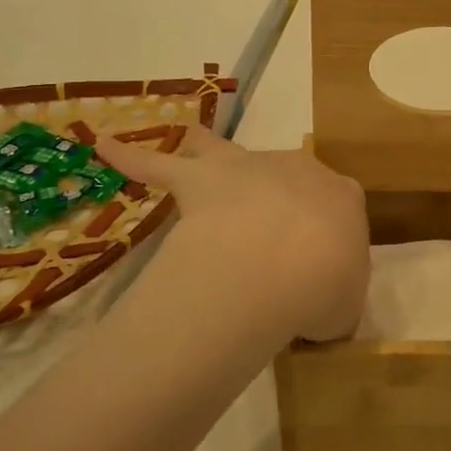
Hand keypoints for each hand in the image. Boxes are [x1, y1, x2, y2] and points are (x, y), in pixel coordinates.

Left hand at [97, 125, 369, 342]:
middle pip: (286, 176)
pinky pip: (157, 165)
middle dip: (277, 197)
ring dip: (207, 149)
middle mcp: (299, 170)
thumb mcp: (346, 307)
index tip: (317, 265)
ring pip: (223, 150)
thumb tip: (317, 308)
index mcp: (342, 198)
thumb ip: (334, 300)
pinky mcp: (200, 178)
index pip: (337, 205)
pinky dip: (131, 157)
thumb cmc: (326, 286)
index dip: (325, 233)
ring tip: (191, 141)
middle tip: (266, 238)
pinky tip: (105, 146)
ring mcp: (248, 167)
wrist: (285, 263)